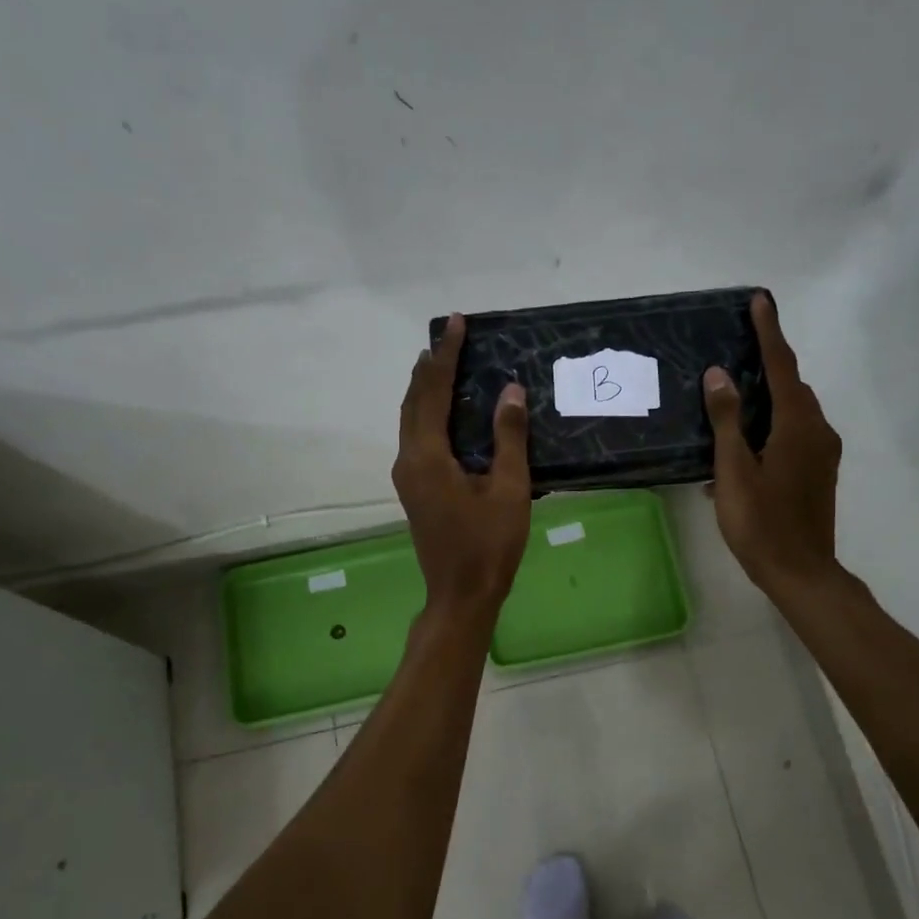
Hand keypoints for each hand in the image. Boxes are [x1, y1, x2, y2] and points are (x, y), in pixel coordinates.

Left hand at [394, 314, 530, 615]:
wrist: (461, 595)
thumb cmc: (489, 545)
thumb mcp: (509, 490)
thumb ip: (508, 438)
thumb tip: (511, 390)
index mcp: (427, 456)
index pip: (434, 392)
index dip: (446, 356)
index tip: (456, 324)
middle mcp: (409, 460)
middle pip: (414, 401)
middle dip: (430, 366)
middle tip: (450, 336)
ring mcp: (407, 476)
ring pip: (410, 418)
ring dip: (424, 388)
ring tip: (442, 362)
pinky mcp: (414, 488)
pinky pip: (415, 436)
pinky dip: (427, 412)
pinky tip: (444, 409)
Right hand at [703, 292, 842, 597]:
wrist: (800, 572)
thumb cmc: (761, 523)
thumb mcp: (734, 471)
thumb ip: (727, 420)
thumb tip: (719, 374)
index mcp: (797, 425)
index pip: (781, 366)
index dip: (769, 332)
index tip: (760, 300)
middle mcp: (817, 431)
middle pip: (792, 385)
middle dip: (769, 362)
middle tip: (738, 347)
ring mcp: (822, 452)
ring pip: (795, 410)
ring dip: (769, 396)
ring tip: (735, 395)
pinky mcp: (819, 471)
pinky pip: (796, 432)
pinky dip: (773, 424)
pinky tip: (744, 444)